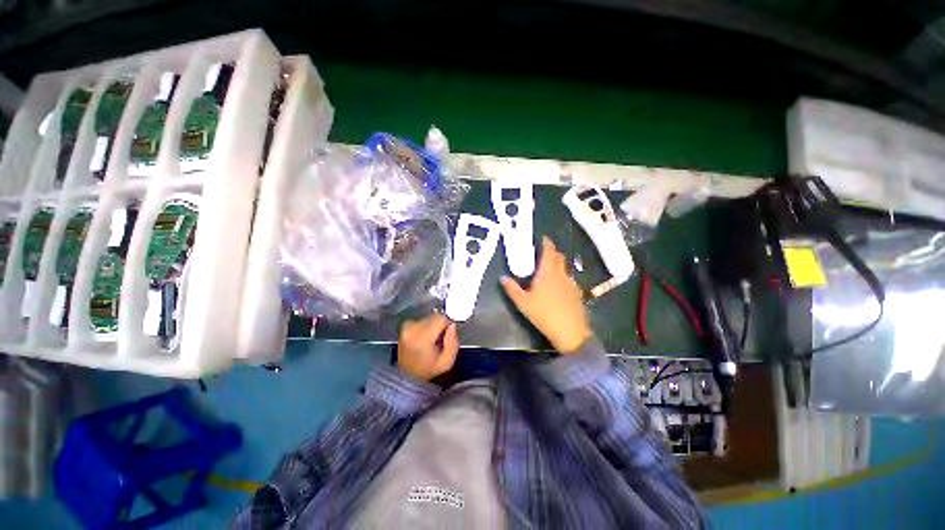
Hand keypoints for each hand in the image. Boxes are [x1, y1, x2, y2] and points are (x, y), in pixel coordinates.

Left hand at [397, 314, 459, 380]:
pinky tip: (424, 338)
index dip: (448, 323)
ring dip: (433, 325)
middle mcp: (412, 329)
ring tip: (432, 340)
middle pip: (434, 316)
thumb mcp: (447, 362)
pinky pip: (421, 320)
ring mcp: (406, 327)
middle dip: (440, 325)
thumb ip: (453, 342)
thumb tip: (452, 325)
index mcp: (422, 338)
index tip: (449, 331)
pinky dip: (425, 326)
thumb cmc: (428, 369)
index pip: (440, 318)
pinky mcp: (404, 326)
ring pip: (428, 317)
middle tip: (440, 338)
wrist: (407, 375)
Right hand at [501, 237, 591, 354]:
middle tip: (543, 252)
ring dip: (557, 263)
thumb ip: (511, 289)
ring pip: (564, 268)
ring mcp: (571, 283)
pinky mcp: (577, 293)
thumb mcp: (522, 303)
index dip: (547, 243)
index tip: (543, 238)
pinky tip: (557, 286)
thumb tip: (502, 278)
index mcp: (547, 272)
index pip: (549, 252)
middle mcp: (561, 274)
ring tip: (548, 269)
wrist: (569, 331)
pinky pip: (568, 279)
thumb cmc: (543, 314)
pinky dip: (562, 276)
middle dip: (552, 251)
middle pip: (559, 257)